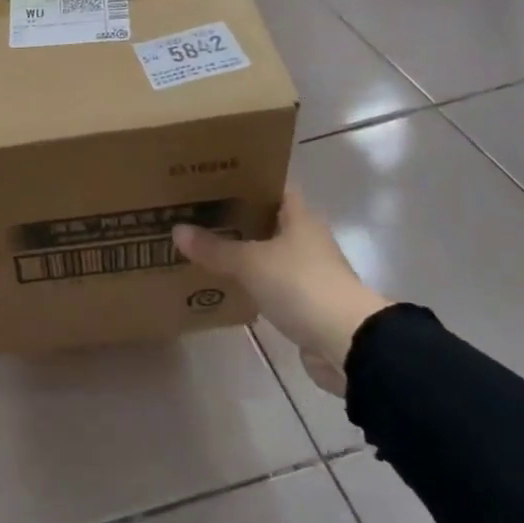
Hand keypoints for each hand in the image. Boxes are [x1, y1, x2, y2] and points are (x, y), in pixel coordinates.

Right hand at [172, 188, 388, 395]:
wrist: (346, 343)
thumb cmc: (301, 285)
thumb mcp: (251, 263)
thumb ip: (215, 248)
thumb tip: (177, 230)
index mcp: (300, 217)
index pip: (272, 187)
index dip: (245, 180)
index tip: (211, 180)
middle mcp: (306, 239)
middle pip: (266, 220)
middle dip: (234, 217)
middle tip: (195, 213)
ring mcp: (307, 271)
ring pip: (266, 253)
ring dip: (240, 252)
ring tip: (201, 246)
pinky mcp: (304, 302)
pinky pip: (268, 284)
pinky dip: (248, 282)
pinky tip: (222, 282)